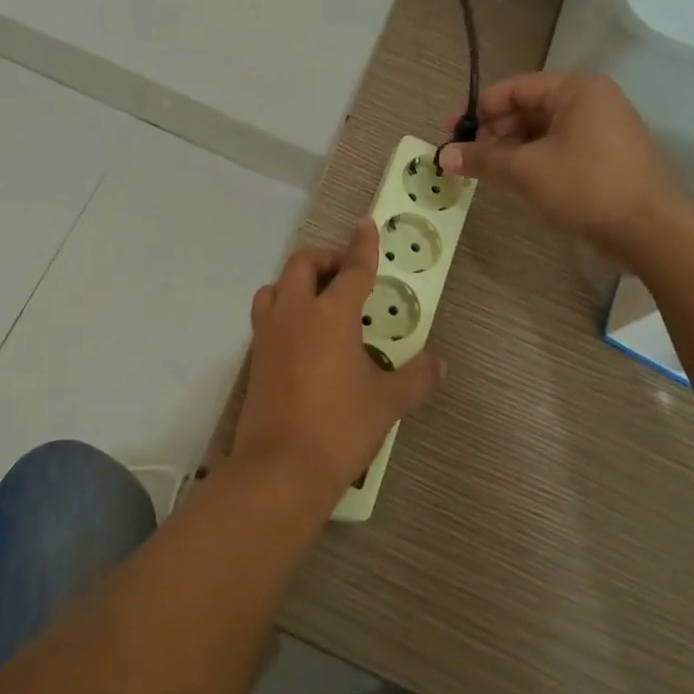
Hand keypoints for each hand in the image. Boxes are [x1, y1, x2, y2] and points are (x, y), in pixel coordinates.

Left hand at [234, 220, 444, 503]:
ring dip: (296, 282)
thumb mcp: (387, 403)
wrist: (280, 467)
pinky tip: (302, 338)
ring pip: (276, 287)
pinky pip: (266, 316)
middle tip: (346, 277)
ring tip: (320, 303)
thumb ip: (416, 378)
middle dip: (325, 260)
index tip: (365, 225)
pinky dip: (284, 310)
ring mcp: (269, 333)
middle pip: (303, 265)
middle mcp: (295, 313)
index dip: (362, 246)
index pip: (352, 270)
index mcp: (330, 314)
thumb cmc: (340, 427)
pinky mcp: (254, 356)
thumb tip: (439, 363)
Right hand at [439, 71, 686, 262]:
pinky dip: (533, 161)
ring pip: (542, 132)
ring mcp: (604, 130)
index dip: (476, 110)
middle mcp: (592, 101)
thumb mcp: (525, 171)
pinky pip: (559, 150)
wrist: (654, 232)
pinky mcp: (608, 158)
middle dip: (492, 133)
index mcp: (576, 89)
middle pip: (527, 109)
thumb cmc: (587, 187)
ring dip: (510, 150)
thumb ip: (481, 159)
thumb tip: (443, 156)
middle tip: (464, 158)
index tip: (449, 132)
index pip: (513, 89)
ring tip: (485, 173)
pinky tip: (515, 182)